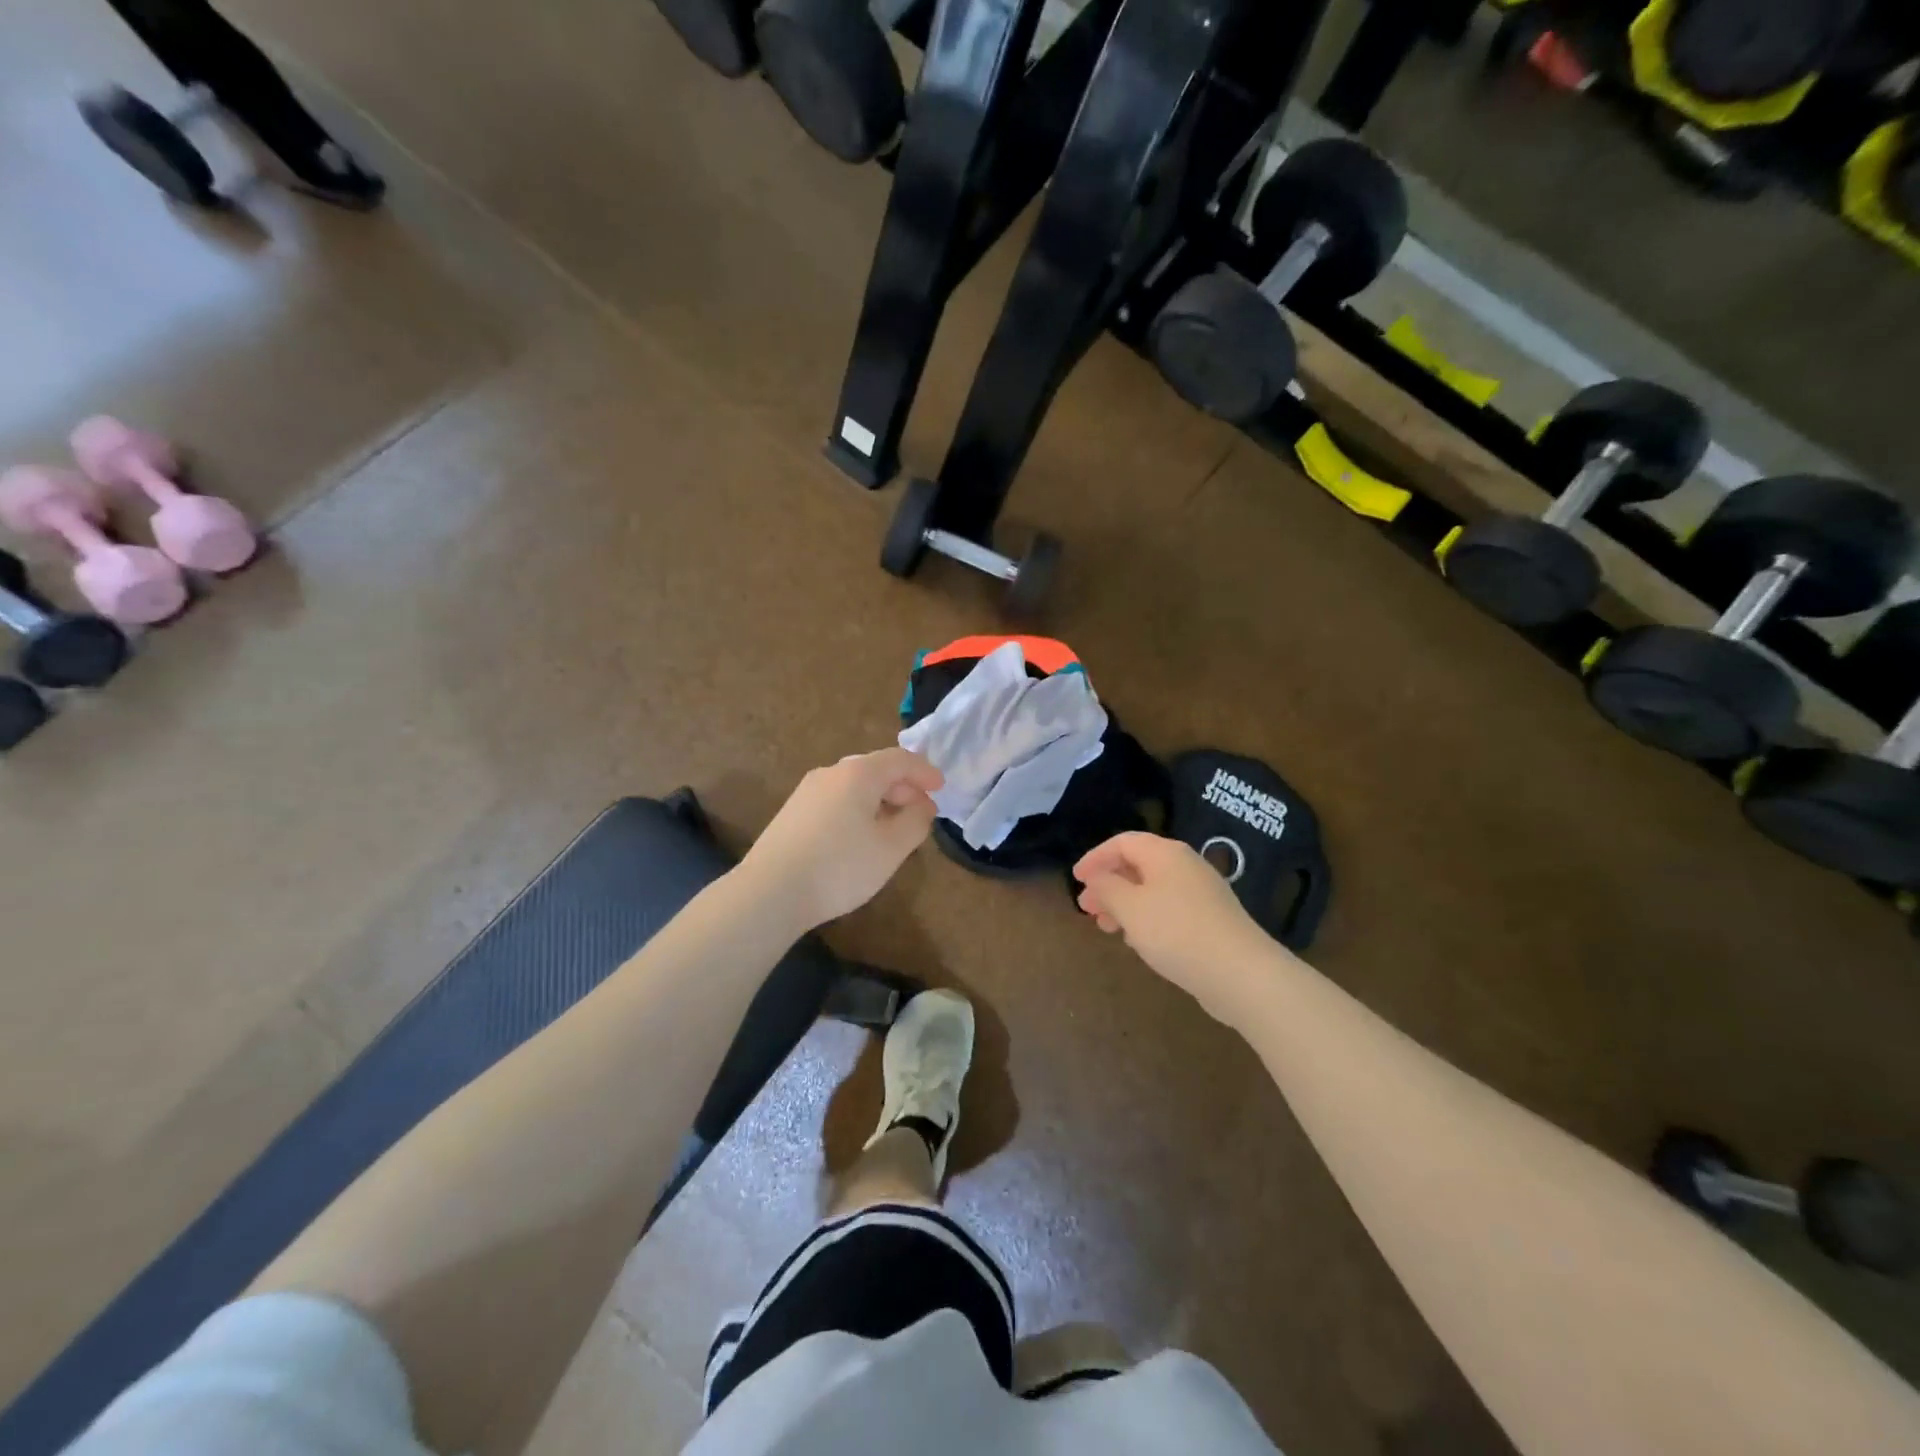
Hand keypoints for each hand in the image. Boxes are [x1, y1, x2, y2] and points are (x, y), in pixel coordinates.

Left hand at [741, 747, 943, 930]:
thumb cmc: (840, 866)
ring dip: (881, 800)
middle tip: (922, 812)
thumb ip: (915, 822)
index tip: (942, 788)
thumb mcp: (891, 848)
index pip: (900, 759)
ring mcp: (807, 792)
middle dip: (903, 787)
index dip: (925, 771)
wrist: (769, 892)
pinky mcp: (793, 813)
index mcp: (858, 773)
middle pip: (875, 769)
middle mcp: (830, 773)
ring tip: (894, 827)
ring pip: (854, 787)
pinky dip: (858, 809)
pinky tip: (861, 837)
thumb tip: (922, 806)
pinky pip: (836, 800)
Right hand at [1074, 832, 1274, 1025]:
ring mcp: (1201, 893)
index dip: (1095, 857)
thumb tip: (1098, 876)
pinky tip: (1138, 941)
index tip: (1076, 880)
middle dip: (1108, 884)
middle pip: (1138, 865)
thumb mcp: (1130, 908)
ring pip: (1152, 890)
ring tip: (1107, 928)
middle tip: (1087, 908)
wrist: (1241, 974)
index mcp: (1165, 853)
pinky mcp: (1211, 920)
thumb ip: (1107, 887)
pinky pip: (1168, 909)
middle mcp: (1185, 866)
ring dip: (1125, 904)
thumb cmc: (1176, 932)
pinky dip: (1146, 918)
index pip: (1123, 842)